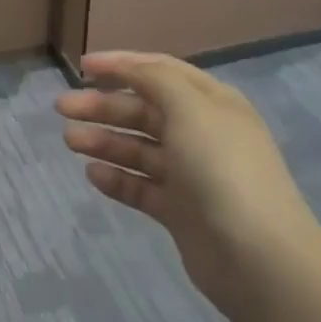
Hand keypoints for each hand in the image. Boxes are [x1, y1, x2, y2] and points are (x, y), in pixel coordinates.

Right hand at [56, 51, 320, 311]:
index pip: (160, 71)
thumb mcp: (190, 107)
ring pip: (138, 148)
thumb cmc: (222, 167)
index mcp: (211, 103)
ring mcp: (191, 174)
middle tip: (62, 108)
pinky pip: (141, 186)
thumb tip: (128, 68)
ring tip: (69, 140)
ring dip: (103, 140)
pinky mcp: (180, 211)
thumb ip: (154, 79)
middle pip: (143, 110)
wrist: (258, 257)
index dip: (121, 65)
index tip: (81, 66)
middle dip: (103, 105)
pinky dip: (116, 177)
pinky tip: (92, 174)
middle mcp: (201, 133)